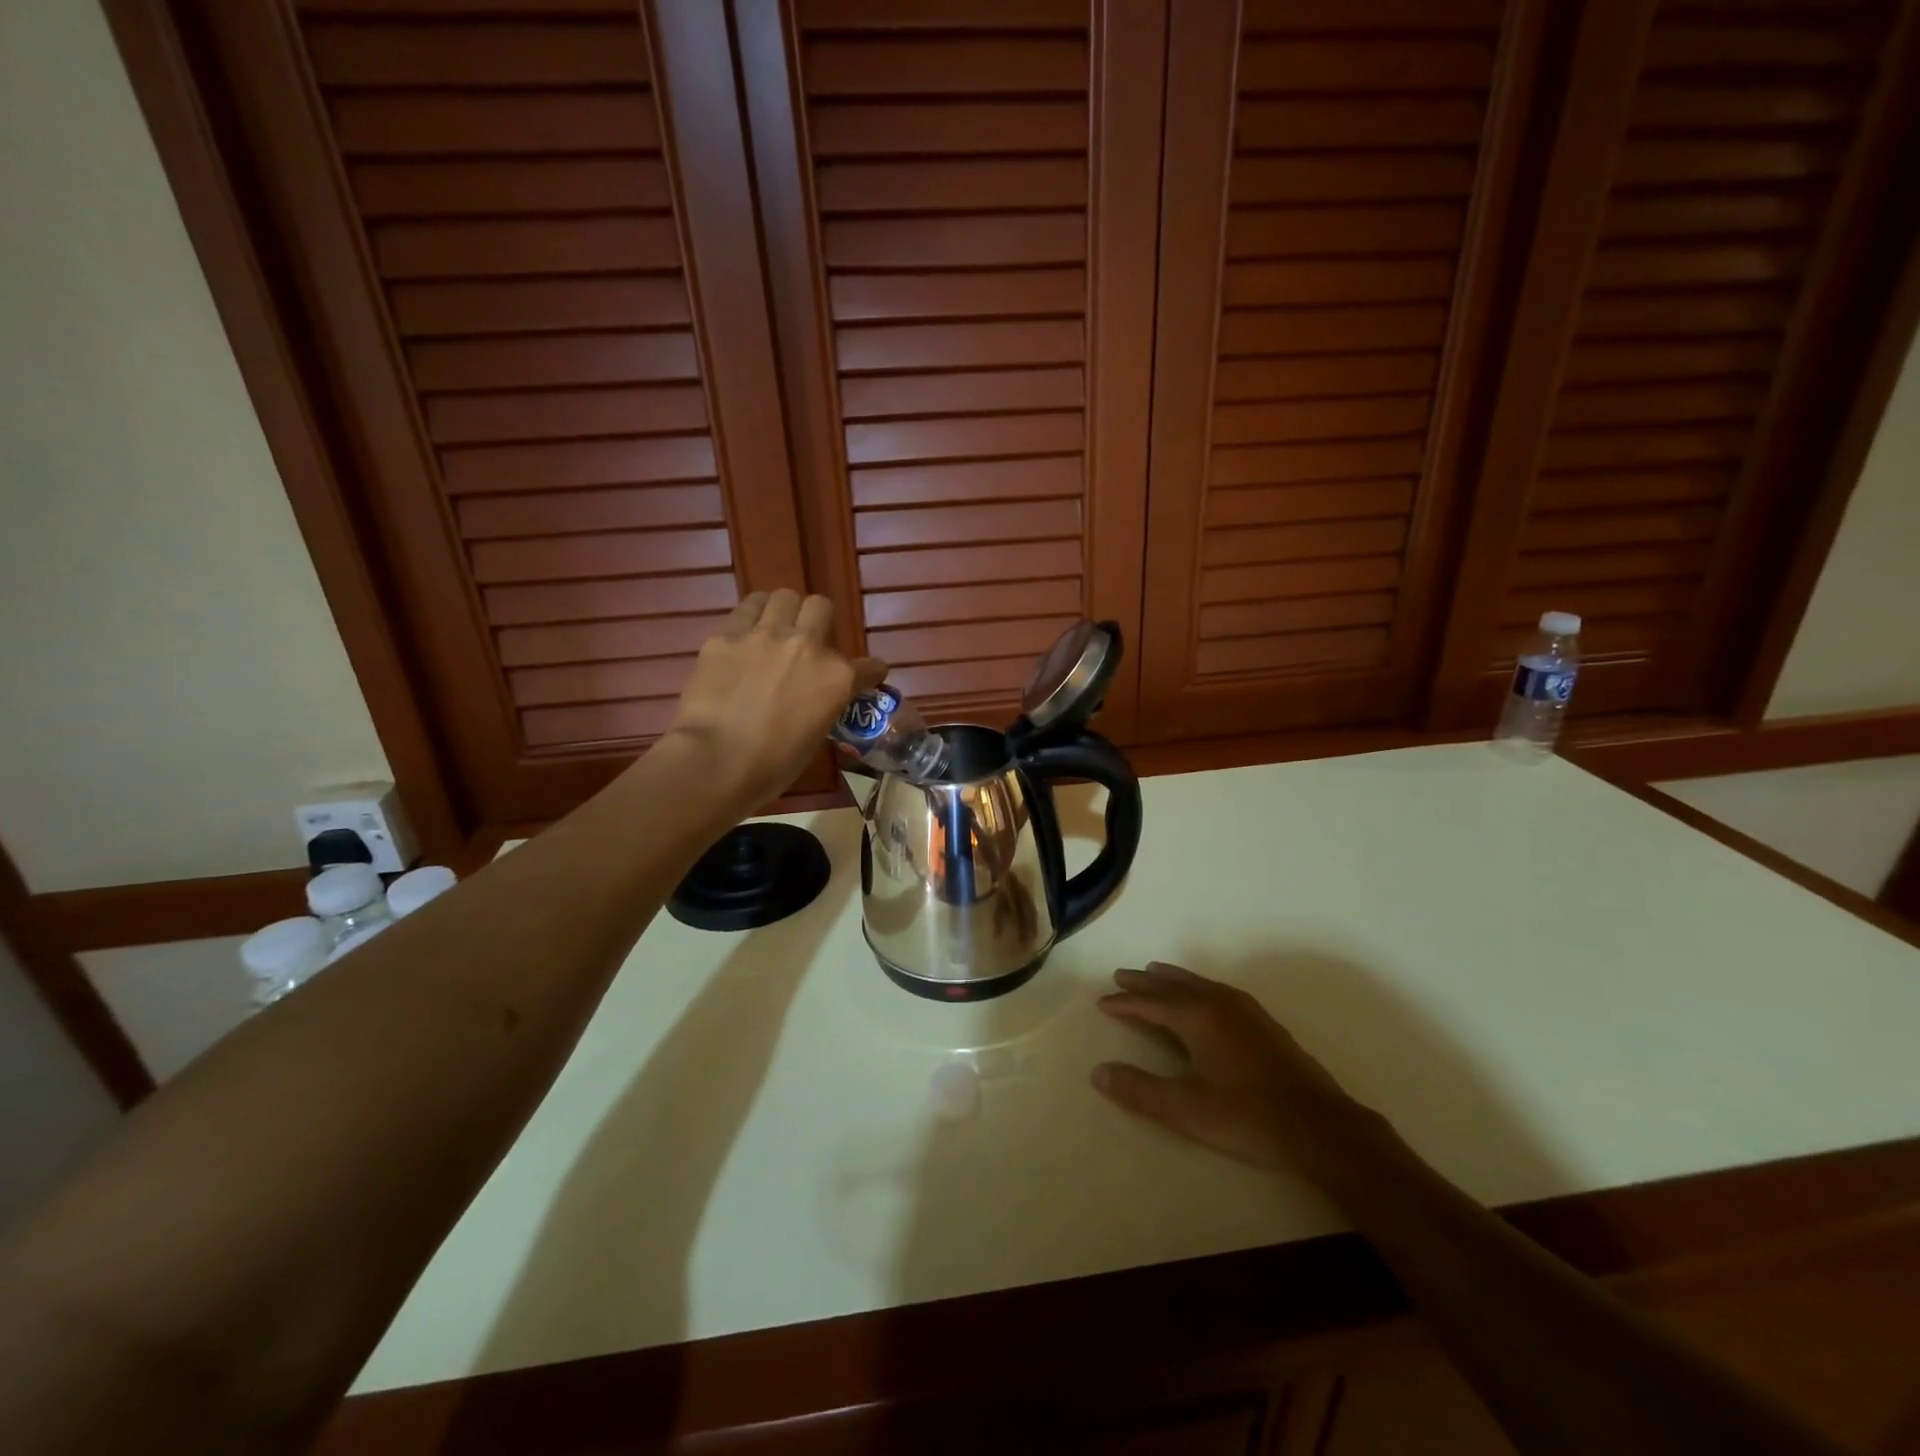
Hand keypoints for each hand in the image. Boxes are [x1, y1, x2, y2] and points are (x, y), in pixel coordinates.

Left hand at [666, 590, 884, 807]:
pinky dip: (750, 619)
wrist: (715, 761)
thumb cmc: (771, 765)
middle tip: (808, 641)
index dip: (869, 672)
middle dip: (819, 621)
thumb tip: (815, 698)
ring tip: (773, 629)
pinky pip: (745, 610)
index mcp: (837, 678)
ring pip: (783, 596)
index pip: (869, 666)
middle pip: (821, 606)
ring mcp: (764, 635)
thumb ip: (823, 705)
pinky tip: (744, 638)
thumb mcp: (815, 736)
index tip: (866, 676)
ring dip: (783, 611)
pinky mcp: (726, 635)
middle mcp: (807, 645)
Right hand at [1092, 964, 1355, 1171]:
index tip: (1102, 1002)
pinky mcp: (1264, 1024)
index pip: (1151, 1004)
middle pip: (1174, 985)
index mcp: (1197, 1017)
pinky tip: (1205, 996)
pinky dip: (1198, 987)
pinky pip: (1219, 991)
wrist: (1320, 1127)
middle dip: (1146, 982)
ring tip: (1156, 972)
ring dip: (1173, 979)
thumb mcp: (1185, 1109)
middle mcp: (1219, 1003)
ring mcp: (1246, 1011)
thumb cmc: (1247, 1116)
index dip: (1125, 1003)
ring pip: (1199, 984)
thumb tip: (1098, 1072)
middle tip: (1122, 975)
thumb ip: (1139, 1090)